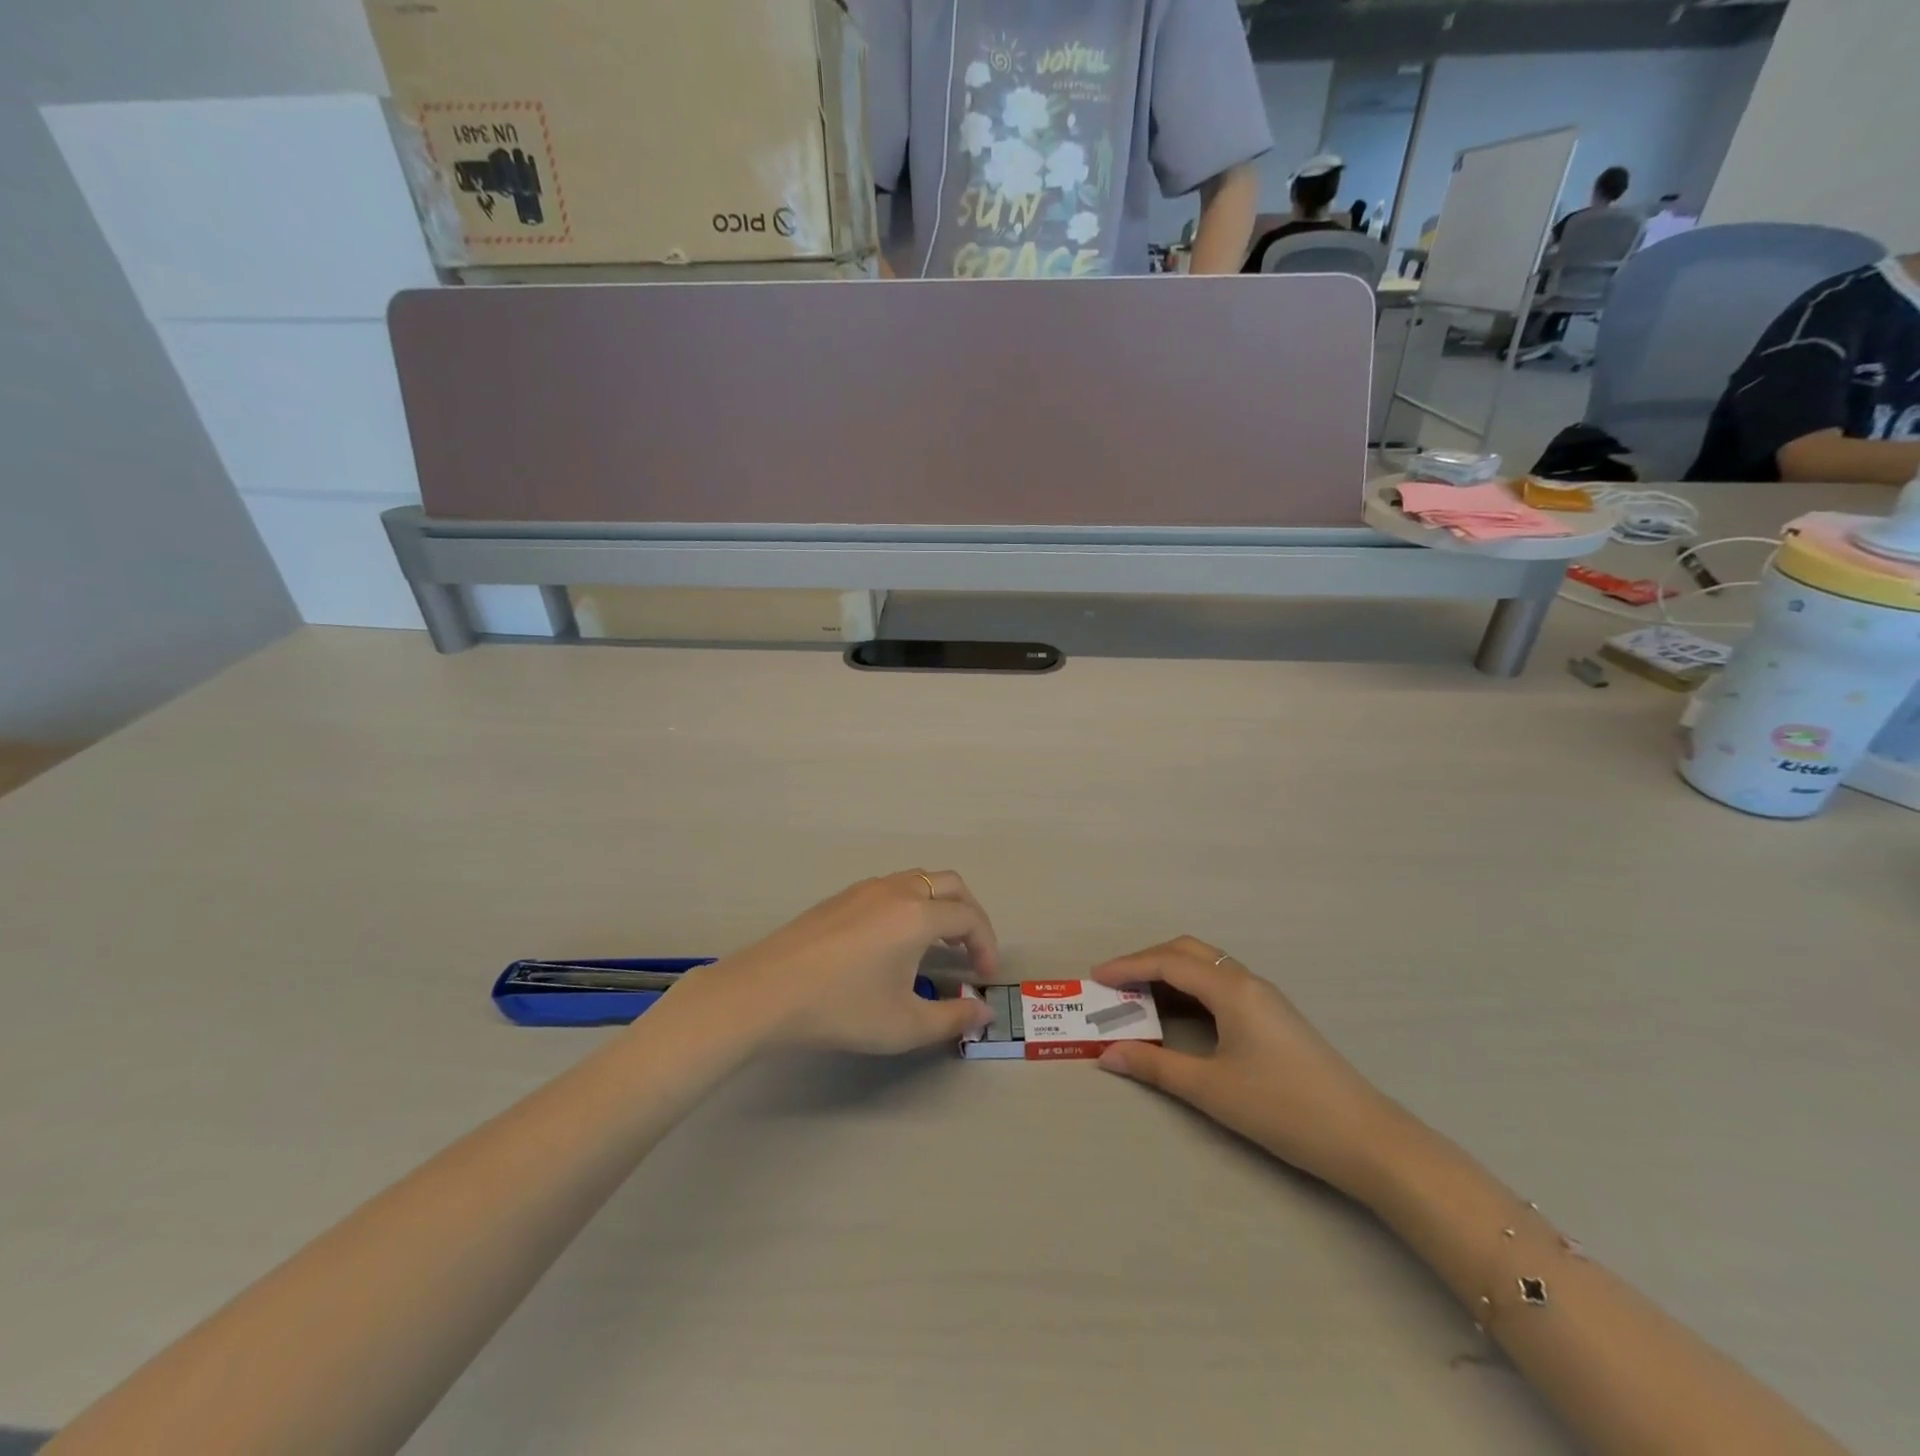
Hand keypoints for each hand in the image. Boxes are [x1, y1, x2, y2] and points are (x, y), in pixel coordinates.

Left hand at [716, 871, 998, 1054]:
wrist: (766, 991)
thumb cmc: (842, 1008)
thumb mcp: (904, 1025)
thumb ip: (952, 1018)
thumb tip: (983, 1012)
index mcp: (918, 915)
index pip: (969, 917)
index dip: (986, 944)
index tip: (985, 977)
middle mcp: (896, 890)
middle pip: (950, 884)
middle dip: (969, 915)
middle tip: (971, 951)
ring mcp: (864, 889)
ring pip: (918, 880)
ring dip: (939, 905)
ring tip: (936, 944)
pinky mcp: (840, 897)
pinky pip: (891, 887)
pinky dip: (910, 904)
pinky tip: (894, 940)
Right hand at [1090, 937, 1397, 1196]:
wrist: (1365, 1138)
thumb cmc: (1282, 1108)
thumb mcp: (1211, 1089)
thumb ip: (1156, 1067)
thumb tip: (1107, 1056)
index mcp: (1231, 989)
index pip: (1168, 962)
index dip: (1128, 966)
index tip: (1095, 977)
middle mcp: (1247, 981)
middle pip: (1188, 952)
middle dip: (1147, 961)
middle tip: (1115, 984)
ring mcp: (1265, 998)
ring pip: (1207, 968)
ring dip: (1170, 973)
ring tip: (1139, 997)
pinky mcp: (1275, 1017)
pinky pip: (1221, 985)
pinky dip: (1190, 989)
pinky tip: (1181, 1015)